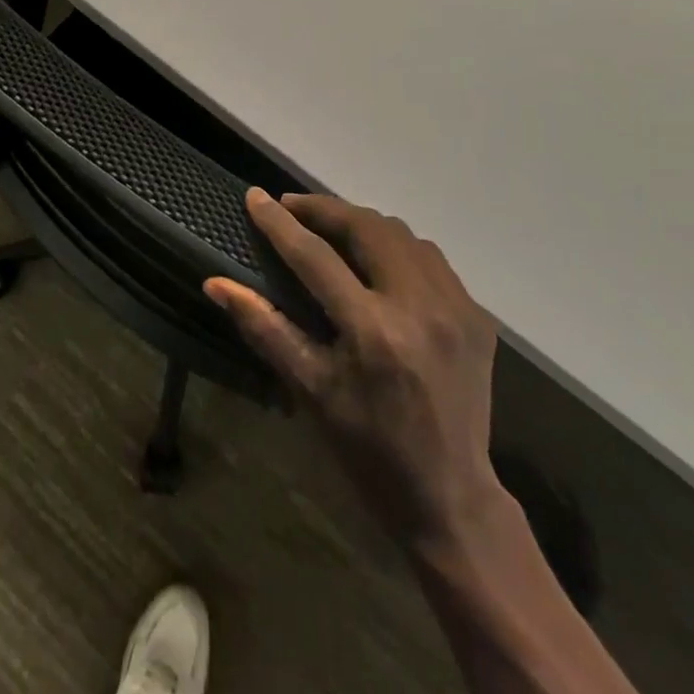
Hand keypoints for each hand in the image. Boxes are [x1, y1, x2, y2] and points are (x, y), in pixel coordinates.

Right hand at [207, 191, 503, 550]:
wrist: (451, 497)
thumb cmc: (368, 450)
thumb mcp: (310, 392)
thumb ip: (265, 329)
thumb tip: (217, 284)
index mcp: (373, 331)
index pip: (316, 257)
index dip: (280, 224)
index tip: (255, 196)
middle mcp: (419, 306)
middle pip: (366, 227)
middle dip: (324, 209)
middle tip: (292, 207)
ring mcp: (456, 307)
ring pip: (402, 234)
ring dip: (362, 223)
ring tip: (331, 229)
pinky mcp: (477, 315)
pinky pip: (430, 258)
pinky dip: (397, 247)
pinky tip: (378, 262)